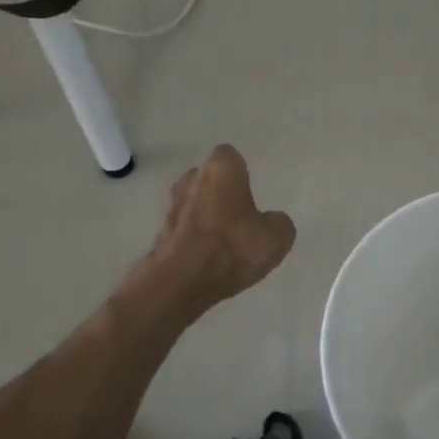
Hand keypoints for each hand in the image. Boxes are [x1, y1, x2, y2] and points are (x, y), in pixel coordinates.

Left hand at [118, 146, 296, 326]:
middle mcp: (192, 179)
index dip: (240, 171)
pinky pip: (183, 228)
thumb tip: (272, 221)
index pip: (229, 155)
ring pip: (192, 201)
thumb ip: (278, 223)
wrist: (180, 283)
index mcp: (221, 169)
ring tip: (222, 239)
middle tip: (238, 213)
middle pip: (208, 177)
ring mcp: (172, 206)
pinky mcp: (160, 233)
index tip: (249, 189)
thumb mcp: (276, 238)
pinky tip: (206, 257)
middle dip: (220, 190)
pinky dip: (193, 237)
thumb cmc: (232, 248)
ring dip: (204, 213)